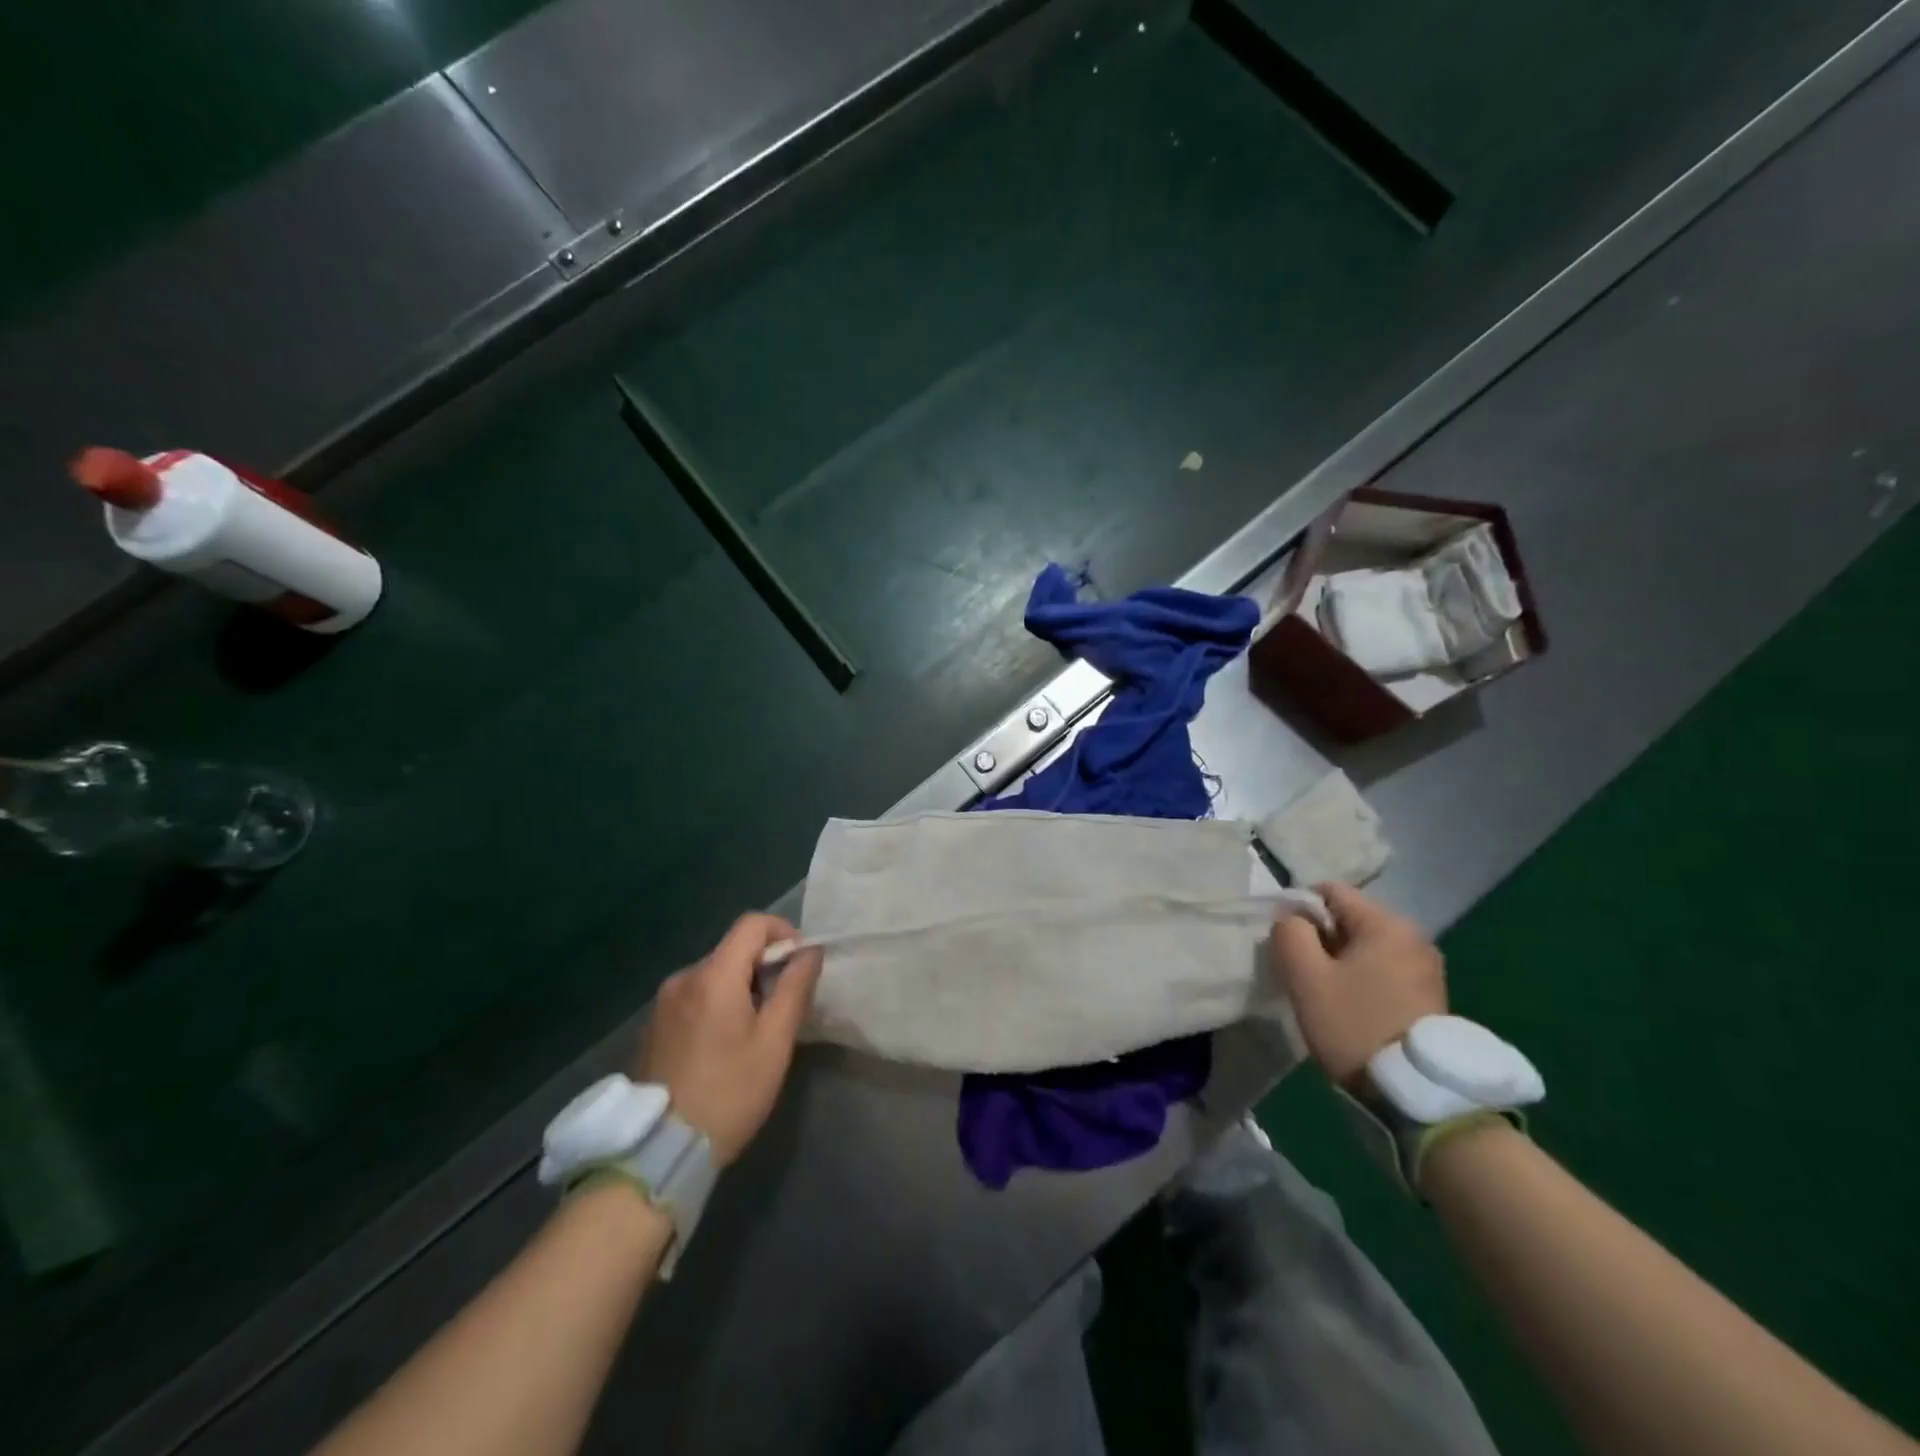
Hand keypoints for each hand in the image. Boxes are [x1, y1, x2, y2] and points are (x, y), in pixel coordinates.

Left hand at [634, 913, 822, 1166]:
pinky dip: (717, 1004)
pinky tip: (723, 1045)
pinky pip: (694, 997)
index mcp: (713, 976)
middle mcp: (683, 978)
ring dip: (741, 986)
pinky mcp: (653, 1026)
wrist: (660, 1152)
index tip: (800, 964)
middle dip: (764, 965)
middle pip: (733, 949)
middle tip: (783, 1006)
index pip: (752, 924)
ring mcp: (662, 1003)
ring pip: (714, 974)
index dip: (783, 932)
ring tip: (755, 1030)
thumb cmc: (729, 1093)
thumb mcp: (774, 1042)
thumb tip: (809, 951)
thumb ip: (795, 987)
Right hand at [1270, 883, 1447, 1086]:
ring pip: (1366, 945)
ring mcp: (1427, 966)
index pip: (1330, 891)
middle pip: (1350, 918)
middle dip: (1321, 937)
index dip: (1299, 910)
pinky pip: (1384, 968)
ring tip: (1326, 993)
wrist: (1416, 1093)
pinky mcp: (1431, 994)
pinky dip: (1362, 977)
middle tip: (1304, 973)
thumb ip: (1290, 933)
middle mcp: (1414, 935)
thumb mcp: (1306, 977)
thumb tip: (1292, 919)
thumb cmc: (1354, 1024)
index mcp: (1386, 923)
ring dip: (1341, 960)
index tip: (1287, 944)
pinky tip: (1352, 1006)